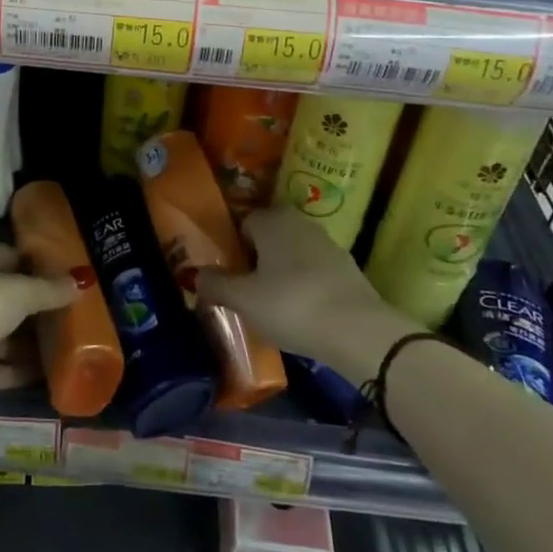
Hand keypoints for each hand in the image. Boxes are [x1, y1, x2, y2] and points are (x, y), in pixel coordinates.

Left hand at [0, 241, 81, 402]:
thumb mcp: (19, 291)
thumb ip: (49, 290)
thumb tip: (82, 282)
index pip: (11, 259)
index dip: (39, 268)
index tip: (69, 279)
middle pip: (9, 301)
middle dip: (39, 310)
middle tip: (76, 318)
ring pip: (4, 337)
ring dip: (32, 344)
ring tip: (70, 349)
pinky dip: (20, 372)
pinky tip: (51, 377)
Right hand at [196, 208, 426, 370]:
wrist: (359, 331)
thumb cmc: (291, 305)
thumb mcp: (243, 300)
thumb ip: (215, 285)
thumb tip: (194, 276)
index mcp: (272, 220)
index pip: (244, 223)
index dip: (233, 249)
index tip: (228, 277)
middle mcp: (300, 222)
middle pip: (270, 237)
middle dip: (258, 259)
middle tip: (247, 291)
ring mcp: (328, 244)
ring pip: (293, 254)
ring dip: (282, 273)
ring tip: (273, 305)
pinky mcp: (349, 269)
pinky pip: (315, 272)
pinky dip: (306, 287)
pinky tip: (302, 313)